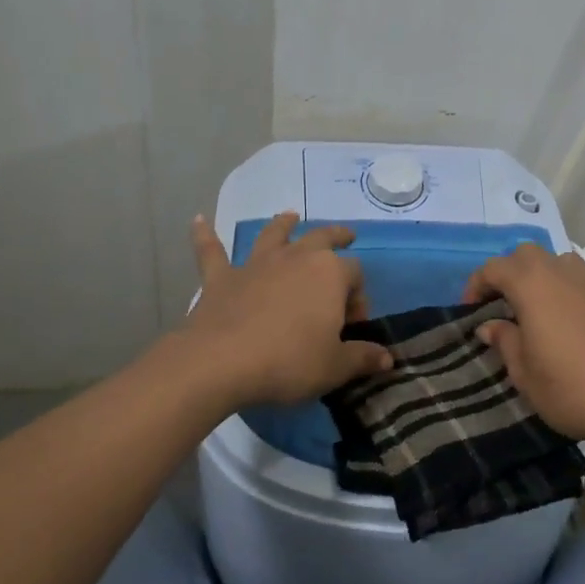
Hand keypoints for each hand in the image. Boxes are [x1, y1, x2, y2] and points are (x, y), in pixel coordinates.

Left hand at [185, 212, 391, 407]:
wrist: (223, 361)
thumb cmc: (288, 362)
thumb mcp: (334, 367)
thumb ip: (362, 358)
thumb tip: (386, 358)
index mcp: (330, 274)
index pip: (354, 275)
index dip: (359, 297)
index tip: (353, 324)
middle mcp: (296, 258)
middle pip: (321, 238)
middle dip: (336, 237)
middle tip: (346, 236)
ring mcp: (257, 264)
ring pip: (273, 234)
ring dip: (283, 225)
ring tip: (289, 216)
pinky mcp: (222, 277)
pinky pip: (212, 251)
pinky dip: (205, 235)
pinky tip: (198, 221)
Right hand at [463, 245, 584, 444]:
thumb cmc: (574, 390)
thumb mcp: (525, 376)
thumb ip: (506, 343)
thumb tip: (491, 325)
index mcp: (532, 285)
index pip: (493, 268)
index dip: (477, 285)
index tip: (471, 312)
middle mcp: (564, 272)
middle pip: (530, 254)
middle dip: (513, 273)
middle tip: (507, 306)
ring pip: (569, 260)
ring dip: (553, 274)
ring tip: (549, 304)